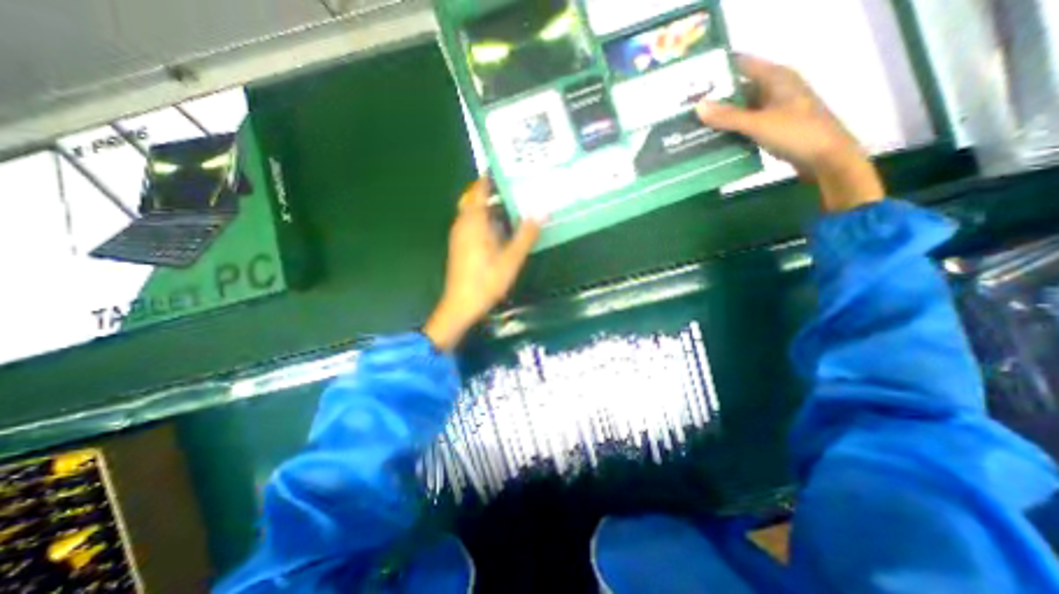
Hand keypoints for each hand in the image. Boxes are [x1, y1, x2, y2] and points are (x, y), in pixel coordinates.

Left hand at [423, 179, 540, 349]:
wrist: (461, 305)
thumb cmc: (486, 281)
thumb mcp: (511, 259)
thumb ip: (526, 235)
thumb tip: (541, 212)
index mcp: (473, 222)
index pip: (478, 190)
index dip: (489, 178)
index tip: (506, 169)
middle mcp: (463, 224)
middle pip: (476, 200)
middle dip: (494, 193)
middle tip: (517, 189)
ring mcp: (460, 236)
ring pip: (475, 214)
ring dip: (491, 208)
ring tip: (514, 207)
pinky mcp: (460, 247)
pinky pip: (473, 225)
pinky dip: (487, 221)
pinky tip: (502, 231)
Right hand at [697, 54, 886, 213]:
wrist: (825, 158)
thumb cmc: (796, 133)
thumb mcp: (758, 123)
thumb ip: (728, 116)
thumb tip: (698, 106)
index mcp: (776, 78)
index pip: (743, 65)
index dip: (720, 70)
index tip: (694, 81)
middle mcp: (775, 89)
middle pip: (740, 89)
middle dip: (716, 98)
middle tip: (688, 108)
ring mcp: (774, 109)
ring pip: (741, 109)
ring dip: (722, 117)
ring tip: (694, 125)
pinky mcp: (772, 127)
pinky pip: (745, 125)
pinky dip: (731, 130)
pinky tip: (713, 139)